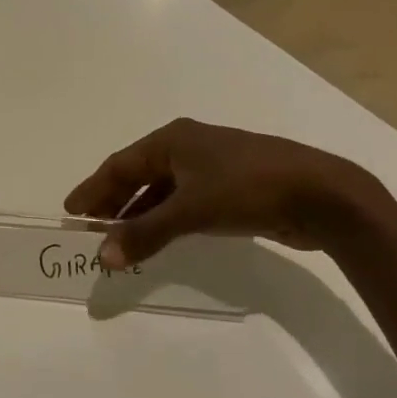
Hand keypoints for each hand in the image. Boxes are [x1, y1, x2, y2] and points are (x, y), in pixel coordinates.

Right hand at [64, 119, 379, 265]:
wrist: (324, 195)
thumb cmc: (249, 189)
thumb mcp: (191, 211)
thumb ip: (144, 234)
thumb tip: (102, 257)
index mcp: (172, 140)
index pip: (119, 165)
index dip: (93, 189)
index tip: (72, 211)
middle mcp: (188, 147)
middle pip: (138, 175)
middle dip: (113, 202)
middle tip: (90, 227)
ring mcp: (212, 166)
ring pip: (162, 190)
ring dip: (139, 213)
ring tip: (120, 238)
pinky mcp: (232, 187)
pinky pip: (184, 201)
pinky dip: (166, 218)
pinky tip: (159, 237)